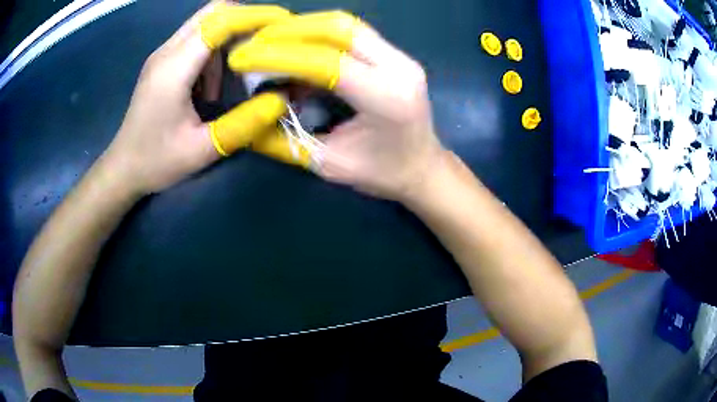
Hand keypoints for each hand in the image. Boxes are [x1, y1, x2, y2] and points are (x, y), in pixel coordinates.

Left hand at [102, 2, 291, 194]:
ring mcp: (163, 54)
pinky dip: (216, 47)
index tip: (285, 23)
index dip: (255, 16)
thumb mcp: (202, 150)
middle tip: (268, 41)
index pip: (219, 22)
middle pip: (213, 11)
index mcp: (173, 69)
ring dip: (231, 35)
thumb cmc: (156, 162)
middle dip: (246, 18)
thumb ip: (243, 123)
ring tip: (242, 67)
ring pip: (206, 22)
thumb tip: (282, 99)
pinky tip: (215, 80)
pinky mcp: (162, 62)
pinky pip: (196, 38)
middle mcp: (167, 51)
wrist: (122, 168)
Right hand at [226, 11, 444, 201]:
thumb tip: (249, 114)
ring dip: (302, 27)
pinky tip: (296, 45)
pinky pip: (352, 32)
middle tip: (253, 42)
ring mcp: (401, 57)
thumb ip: (285, 139)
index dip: (278, 55)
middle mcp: (398, 68)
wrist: (424, 167)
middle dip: (288, 31)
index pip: (325, 62)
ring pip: (345, 24)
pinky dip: (319, 34)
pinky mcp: (396, 55)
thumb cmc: (382, 174)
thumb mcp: (328, 164)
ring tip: (269, 39)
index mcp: (386, 98)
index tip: (242, 58)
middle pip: (338, 29)